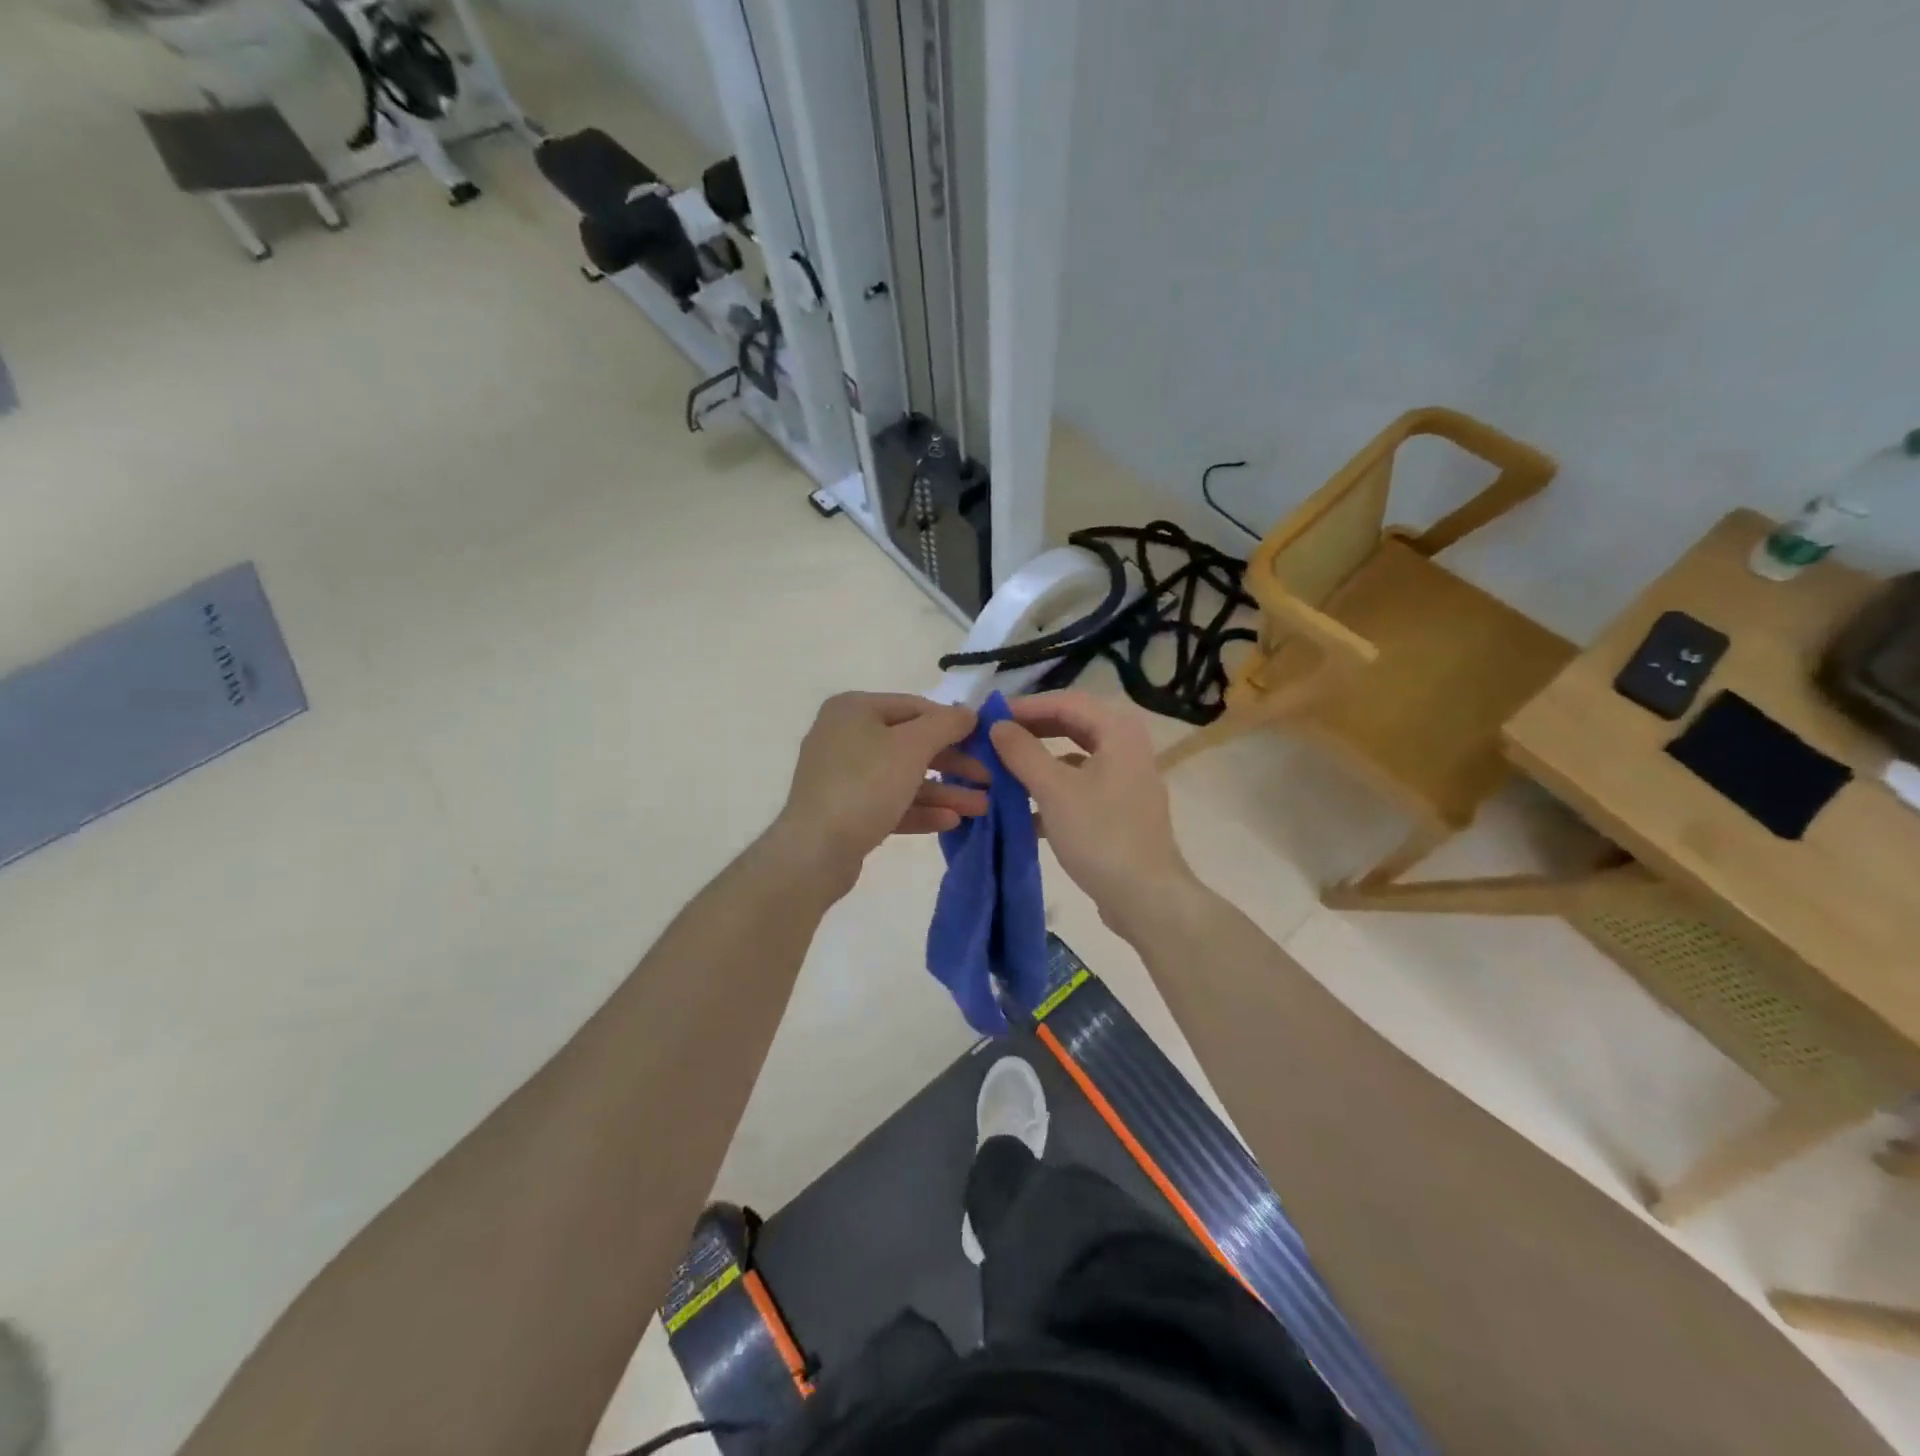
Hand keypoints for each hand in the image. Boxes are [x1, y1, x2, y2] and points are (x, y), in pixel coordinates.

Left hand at [772, 692, 986, 889]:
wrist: (815, 850)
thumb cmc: (865, 785)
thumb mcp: (912, 746)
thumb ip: (946, 724)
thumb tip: (969, 713)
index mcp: (855, 709)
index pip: (916, 707)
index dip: (954, 724)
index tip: (987, 742)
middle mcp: (845, 736)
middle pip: (911, 744)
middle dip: (953, 764)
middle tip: (990, 779)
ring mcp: (843, 775)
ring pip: (904, 777)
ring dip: (944, 791)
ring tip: (981, 808)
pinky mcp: (846, 810)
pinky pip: (890, 803)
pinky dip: (920, 810)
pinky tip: (952, 821)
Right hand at [988, 691, 1197, 935]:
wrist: (1146, 898)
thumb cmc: (1100, 835)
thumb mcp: (1053, 790)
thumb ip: (1022, 752)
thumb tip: (998, 725)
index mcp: (1118, 731)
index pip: (1065, 701)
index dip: (1025, 706)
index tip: (989, 717)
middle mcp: (1127, 746)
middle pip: (1072, 725)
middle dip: (1031, 732)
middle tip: (994, 739)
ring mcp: (1126, 779)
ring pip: (1074, 757)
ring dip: (1039, 762)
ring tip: (1002, 771)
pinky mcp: (1120, 809)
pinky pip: (1080, 786)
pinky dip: (1052, 791)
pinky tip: (1022, 811)